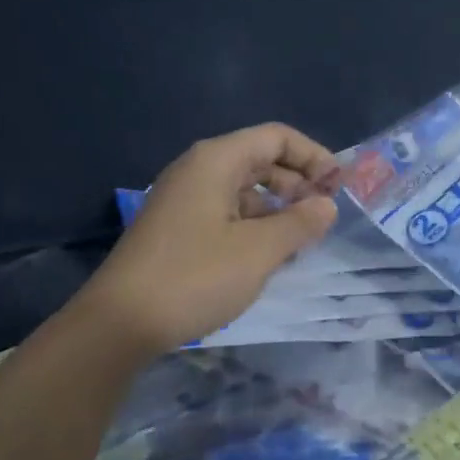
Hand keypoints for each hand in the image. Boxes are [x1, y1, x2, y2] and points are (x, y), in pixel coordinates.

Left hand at [79, 123, 341, 354]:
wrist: (120, 322)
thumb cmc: (195, 277)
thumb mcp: (258, 251)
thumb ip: (300, 223)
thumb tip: (327, 205)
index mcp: (216, 161)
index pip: (276, 137)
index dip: (314, 156)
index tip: (340, 188)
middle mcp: (198, 171)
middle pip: (260, 160)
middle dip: (298, 183)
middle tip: (325, 217)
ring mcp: (184, 200)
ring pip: (245, 190)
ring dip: (278, 209)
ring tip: (303, 242)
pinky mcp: (178, 229)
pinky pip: (227, 214)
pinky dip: (255, 227)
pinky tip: (269, 257)